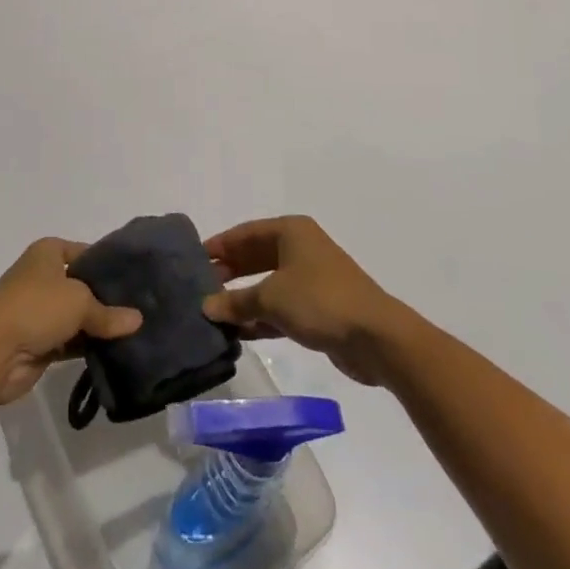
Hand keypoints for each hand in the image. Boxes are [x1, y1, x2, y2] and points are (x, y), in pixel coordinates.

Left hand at [0, 239, 143, 407]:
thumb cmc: (35, 307)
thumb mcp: (79, 301)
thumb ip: (108, 312)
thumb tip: (137, 320)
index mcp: (48, 253)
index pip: (86, 252)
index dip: (108, 264)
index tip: (136, 278)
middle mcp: (43, 277)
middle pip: (83, 285)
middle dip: (108, 298)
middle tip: (143, 308)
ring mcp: (40, 311)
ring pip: (78, 316)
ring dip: (99, 326)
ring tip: (136, 332)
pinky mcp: (39, 343)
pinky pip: (71, 342)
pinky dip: (88, 347)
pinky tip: (116, 352)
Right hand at [202, 216, 405, 385]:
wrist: (375, 337)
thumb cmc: (319, 301)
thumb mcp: (271, 298)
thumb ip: (236, 301)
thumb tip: (206, 306)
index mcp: (290, 232)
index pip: (244, 233)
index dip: (219, 246)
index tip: (194, 260)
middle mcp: (299, 248)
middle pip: (255, 256)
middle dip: (228, 272)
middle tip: (200, 288)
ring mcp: (310, 278)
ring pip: (267, 284)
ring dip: (243, 299)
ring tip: (213, 313)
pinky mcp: (317, 308)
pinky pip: (280, 307)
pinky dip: (260, 317)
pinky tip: (237, 332)